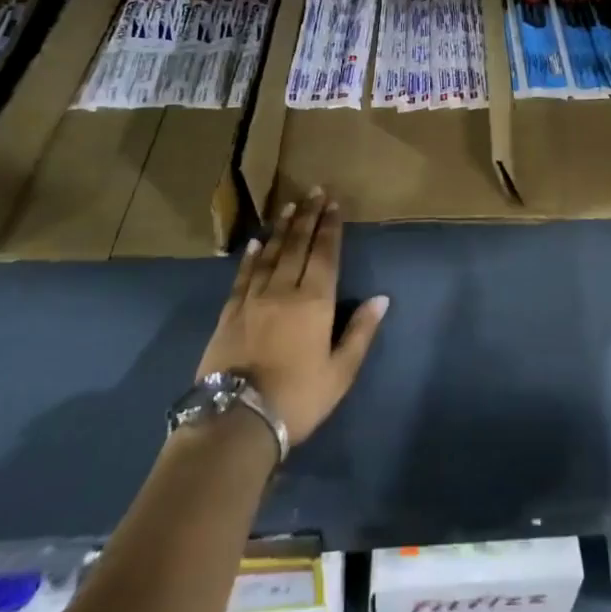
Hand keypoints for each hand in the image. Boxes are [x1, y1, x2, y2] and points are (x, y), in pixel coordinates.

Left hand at [195, 190, 388, 446]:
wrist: (237, 420)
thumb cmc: (298, 398)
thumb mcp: (340, 372)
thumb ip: (360, 332)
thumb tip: (381, 298)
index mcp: (315, 301)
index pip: (325, 254)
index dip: (330, 227)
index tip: (333, 203)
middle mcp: (284, 290)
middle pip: (297, 245)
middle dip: (308, 216)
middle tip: (314, 191)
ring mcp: (253, 299)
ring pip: (270, 254)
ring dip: (282, 228)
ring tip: (289, 206)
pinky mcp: (229, 313)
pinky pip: (243, 276)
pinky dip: (251, 256)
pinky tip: (256, 243)